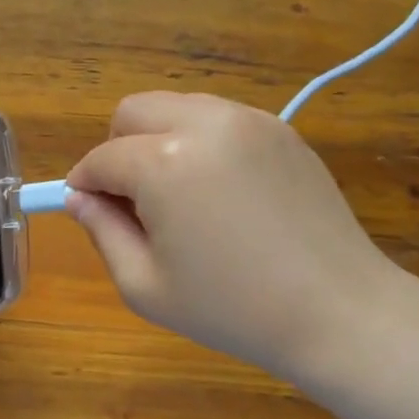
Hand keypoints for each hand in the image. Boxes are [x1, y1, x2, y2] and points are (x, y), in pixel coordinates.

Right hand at [65, 92, 400, 382]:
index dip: (85, 186)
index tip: (89, 212)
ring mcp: (249, 120)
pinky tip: (221, 191)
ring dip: (159, 139)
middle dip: (118, 148)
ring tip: (179, 195)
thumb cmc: (232, 308)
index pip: (101, 159)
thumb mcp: (145, 285)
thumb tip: (80, 199)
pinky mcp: (282, 130)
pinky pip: (220, 119)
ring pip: (177, 107)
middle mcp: (204, 125)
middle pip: (134, 111)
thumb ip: (102, 232)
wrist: (338, 311)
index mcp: (163, 163)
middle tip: (134, 200)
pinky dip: (201, 141)